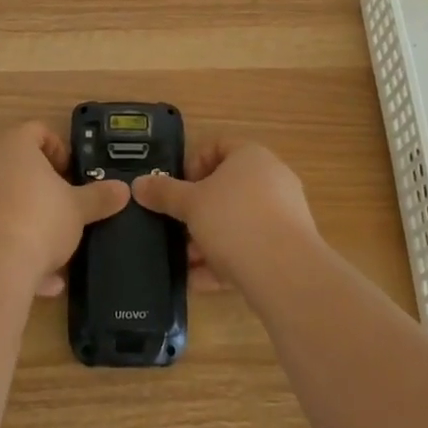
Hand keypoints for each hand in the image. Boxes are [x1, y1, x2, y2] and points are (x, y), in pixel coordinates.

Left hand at [0, 122, 130, 295]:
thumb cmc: (39, 220)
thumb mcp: (78, 209)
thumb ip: (100, 197)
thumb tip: (123, 190)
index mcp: (16, 146)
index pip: (38, 131)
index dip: (59, 149)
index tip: (72, 174)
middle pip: (19, 167)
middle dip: (44, 190)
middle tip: (66, 208)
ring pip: (7, 204)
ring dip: (31, 224)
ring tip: (56, 253)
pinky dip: (15, 250)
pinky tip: (39, 280)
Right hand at [131, 142, 318, 290]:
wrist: (286, 274)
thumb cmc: (234, 221)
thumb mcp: (190, 204)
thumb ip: (164, 193)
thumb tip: (138, 184)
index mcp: (250, 155)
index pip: (217, 145)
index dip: (193, 163)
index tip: (177, 190)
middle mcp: (271, 178)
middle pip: (226, 188)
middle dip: (198, 211)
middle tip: (178, 228)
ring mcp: (284, 213)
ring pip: (237, 221)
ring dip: (209, 240)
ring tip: (186, 262)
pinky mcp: (289, 247)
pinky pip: (251, 247)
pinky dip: (227, 261)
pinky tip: (201, 282)